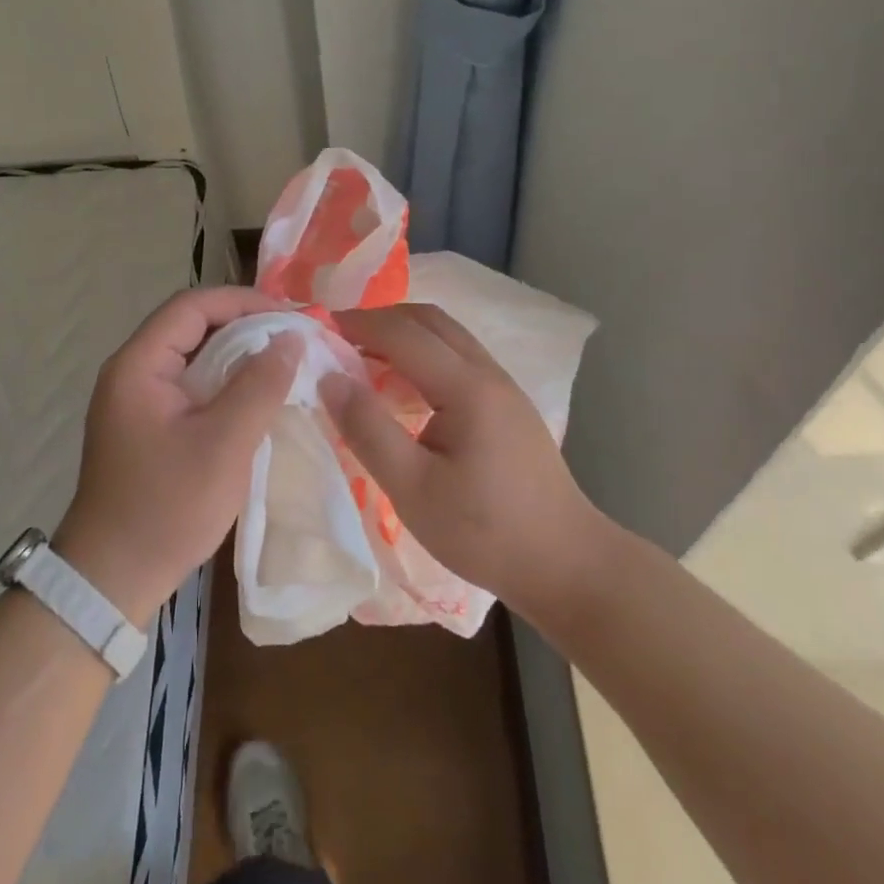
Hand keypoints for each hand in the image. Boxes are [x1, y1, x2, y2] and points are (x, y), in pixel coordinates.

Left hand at [56, 287, 297, 621]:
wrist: (113, 578)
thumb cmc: (167, 507)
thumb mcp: (223, 444)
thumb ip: (258, 386)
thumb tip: (290, 339)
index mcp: (138, 365)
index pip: (192, 306)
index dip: (243, 302)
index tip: (291, 317)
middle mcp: (131, 372)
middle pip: (191, 327)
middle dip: (244, 326)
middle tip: (294, 338)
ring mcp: (136, 400)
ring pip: (193, 357)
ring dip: (237, 356)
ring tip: (284, 363)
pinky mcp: (147, 425)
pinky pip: (190, 386)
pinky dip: (224, 383)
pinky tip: (256, 397)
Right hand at [318, 303, 599, 613]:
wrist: (566, 564)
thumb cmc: (484, 532)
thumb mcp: (413, 489)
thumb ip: (368, 430)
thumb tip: (329, 378)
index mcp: (466, 387)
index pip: (403, 333)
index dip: (358, 324)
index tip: (318, 328)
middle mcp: (488, 373)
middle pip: (429, 320)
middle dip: (380, 320)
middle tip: (338, 339)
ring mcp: (504, 386)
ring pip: (447, 336)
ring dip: (403, 334)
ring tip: (363, 359)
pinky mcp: (508, 405)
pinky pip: (458, 358)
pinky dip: (422, 354)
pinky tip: (403, 388)